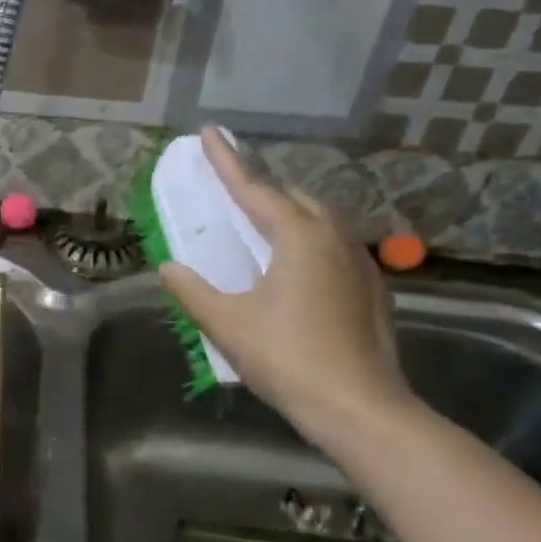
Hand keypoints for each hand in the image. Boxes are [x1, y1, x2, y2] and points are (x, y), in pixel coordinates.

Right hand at [159, 127, 412, 439]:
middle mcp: (334, 240)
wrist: (360, 408)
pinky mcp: (371, 291)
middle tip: (232, 188)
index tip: (210, 133)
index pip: (255, 190)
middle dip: (262, 187)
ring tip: (261, 223)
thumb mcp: (227, 324)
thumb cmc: (288, 358)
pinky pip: (334, 247)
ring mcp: (360, 264)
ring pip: (320, 221)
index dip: (228, 162)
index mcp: (300, 239)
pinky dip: (308, 241)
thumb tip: (169, 268)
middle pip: (295, 198)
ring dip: (288, 213)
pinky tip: (295, 266)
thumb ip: (193, 291)